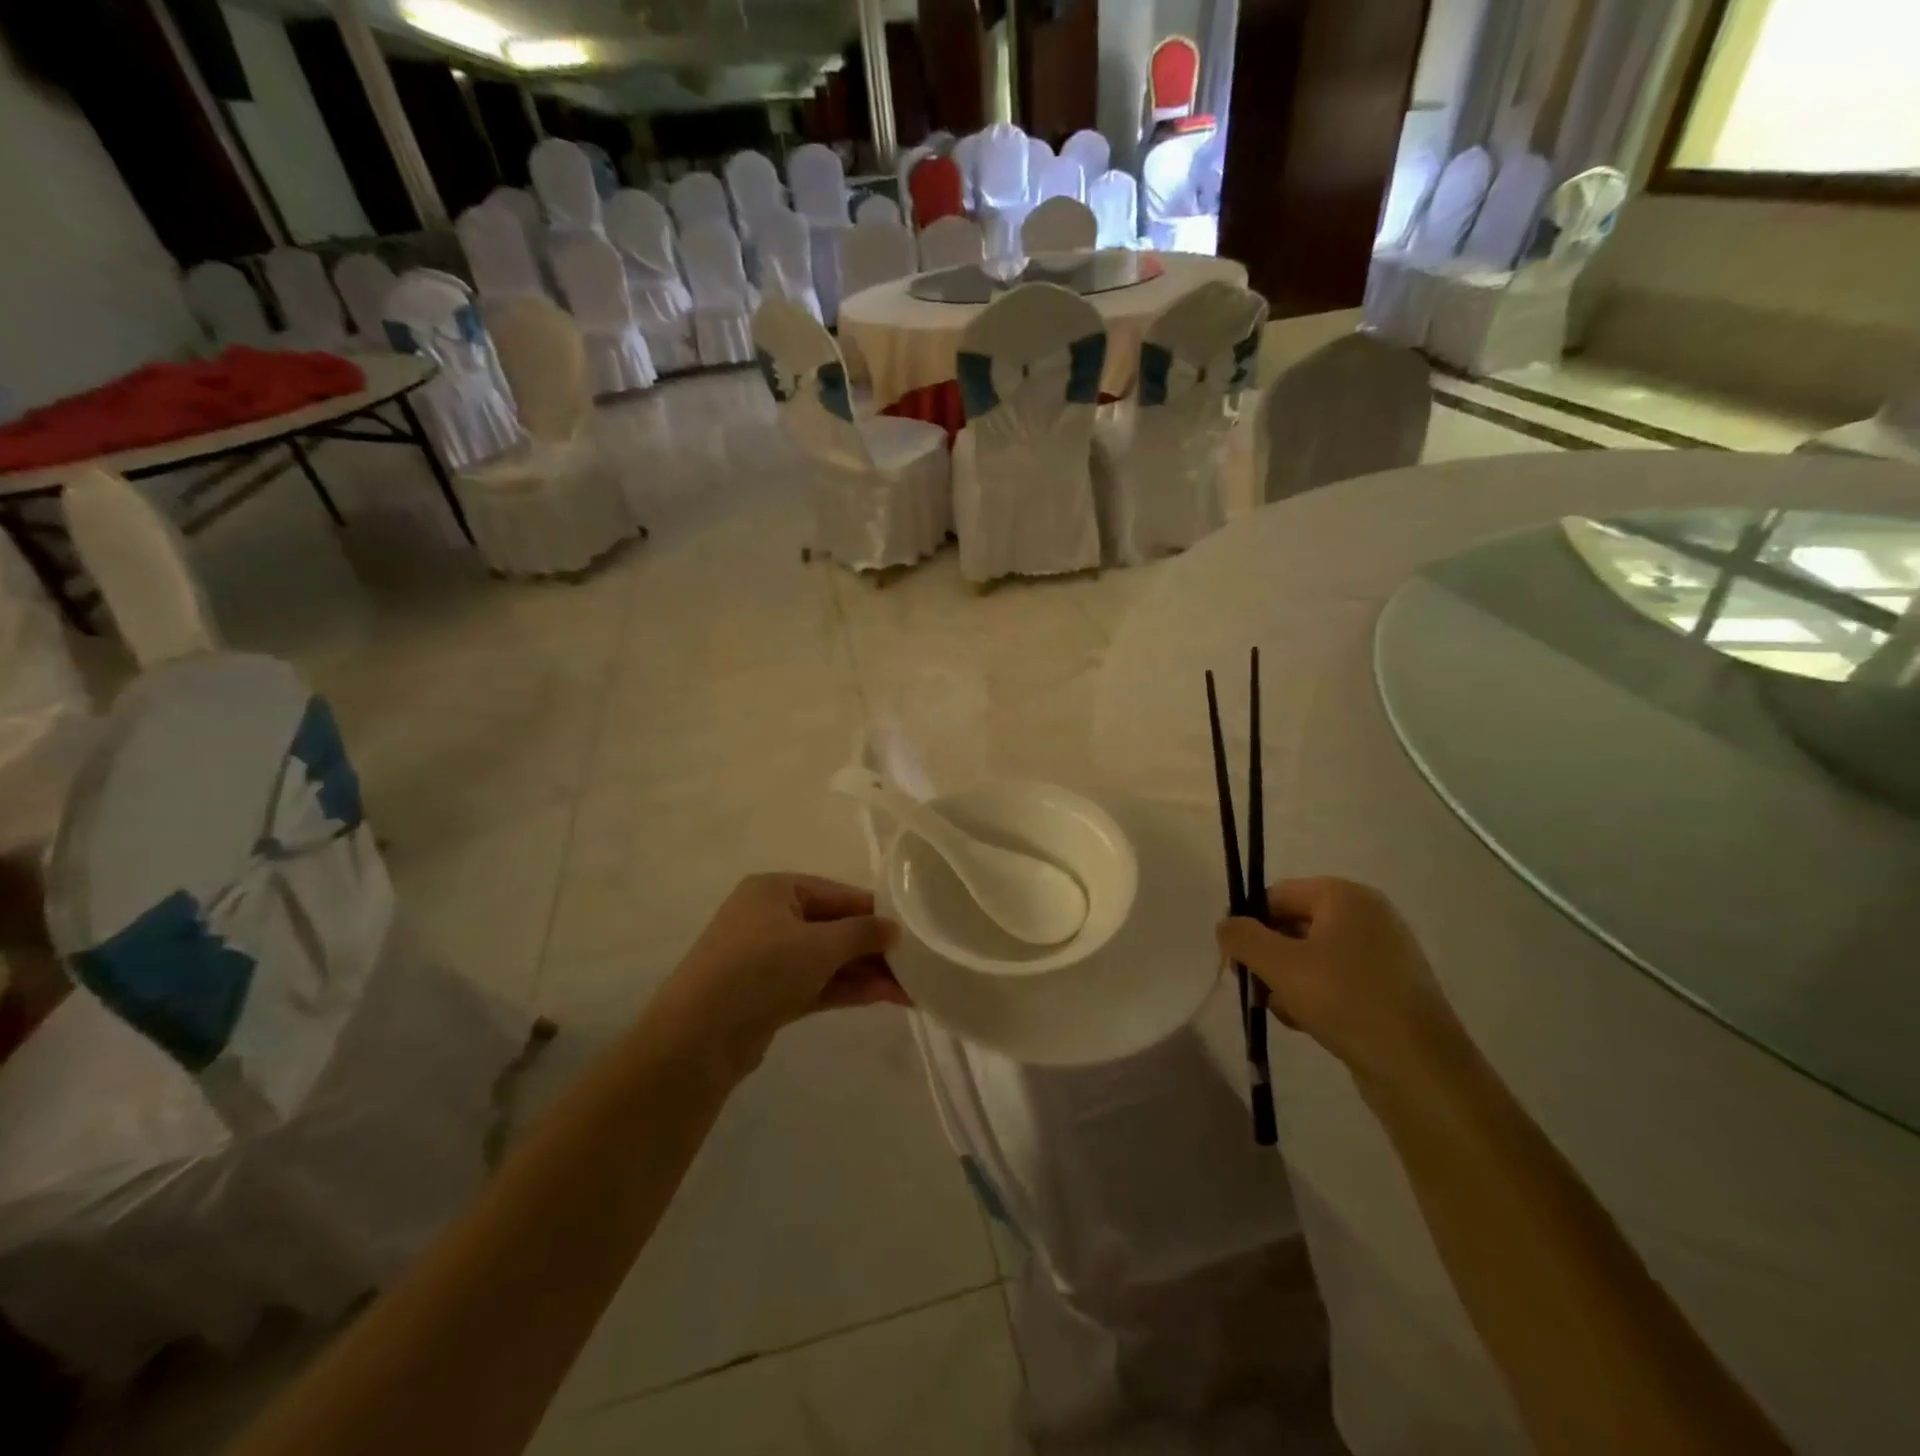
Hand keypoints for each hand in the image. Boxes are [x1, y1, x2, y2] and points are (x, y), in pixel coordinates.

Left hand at [663, 874, 906, 1072]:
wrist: (698, 1037)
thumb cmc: (762, 969)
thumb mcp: (820, 944)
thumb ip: (863, 932)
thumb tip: (894, 929)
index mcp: (776, 889)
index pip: (839, 894)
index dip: (877, 912)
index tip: (915, 929)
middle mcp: (770, 916)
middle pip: (835, 927)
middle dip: (875, 948)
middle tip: (918, 965)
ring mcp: (768, 957)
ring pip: (828, 959)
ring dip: (866, 972)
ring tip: (912, 988)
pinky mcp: (769, 994)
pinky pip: (817, 982)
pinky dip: (846, 988)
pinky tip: (884, 997)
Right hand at [1217, 877, 1466, 1091]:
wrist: (1421, 1069)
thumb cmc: (1345, 1000)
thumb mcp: (1279, 965)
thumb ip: (1242, 938)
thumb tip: (1226, 926)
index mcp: (1344, 896)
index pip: (1276, 895)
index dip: (1249, 925)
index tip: (1235, 962)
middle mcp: (1367, 915)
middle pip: (1294, 925)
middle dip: (1269, 958)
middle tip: (1257, 990)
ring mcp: (1384, 953)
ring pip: (1313, 957)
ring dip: (1289, 982)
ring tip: (1287, 1012)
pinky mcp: (1392, 988)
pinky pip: (1338, 981)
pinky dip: (1317, 997)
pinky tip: (1310, 1024)